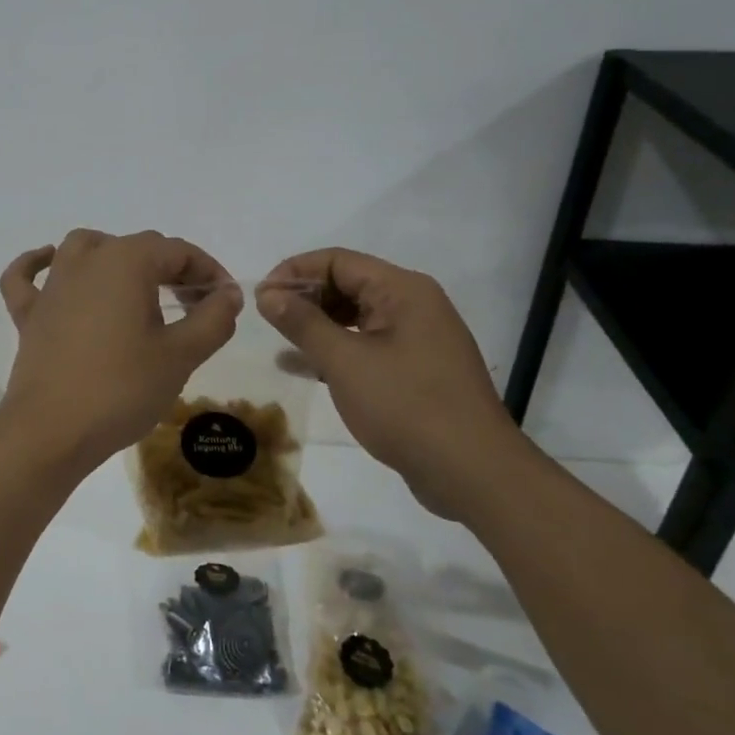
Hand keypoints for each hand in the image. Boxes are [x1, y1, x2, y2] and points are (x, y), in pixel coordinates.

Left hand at [0, 229, 240, 469]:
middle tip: (194, 305)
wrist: (52, 430)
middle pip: (137, 247)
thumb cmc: (122, 389)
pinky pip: (27, 277)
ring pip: (84, 248)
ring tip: (136, 284)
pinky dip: (37, 264)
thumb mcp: (180, 355)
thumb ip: (212, 319)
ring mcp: (52, 285)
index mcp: (126, 261)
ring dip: (114, 256)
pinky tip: (50, 265)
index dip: (208, 271)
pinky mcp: (29, 313)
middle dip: (171, 269)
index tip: (225, 302)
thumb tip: (228, 293)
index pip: (177, 251)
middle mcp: (86, 260)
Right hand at [257, 249, 524, 518]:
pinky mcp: (416, 370)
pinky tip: (304, 366)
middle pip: (348, 284)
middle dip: (305, 297)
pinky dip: (336, 349)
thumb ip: (302, 323)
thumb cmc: (406, 406)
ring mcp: (418, 339)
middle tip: (267, 320)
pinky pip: (367, 345)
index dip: (294, 272)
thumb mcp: (344, 361)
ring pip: (356, 317)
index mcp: (403, 290)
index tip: (261, 297)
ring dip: (317, 324)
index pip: (337, 261)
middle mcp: (414, 305)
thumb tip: (268, 294)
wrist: (473, 473)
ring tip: (280, 341)